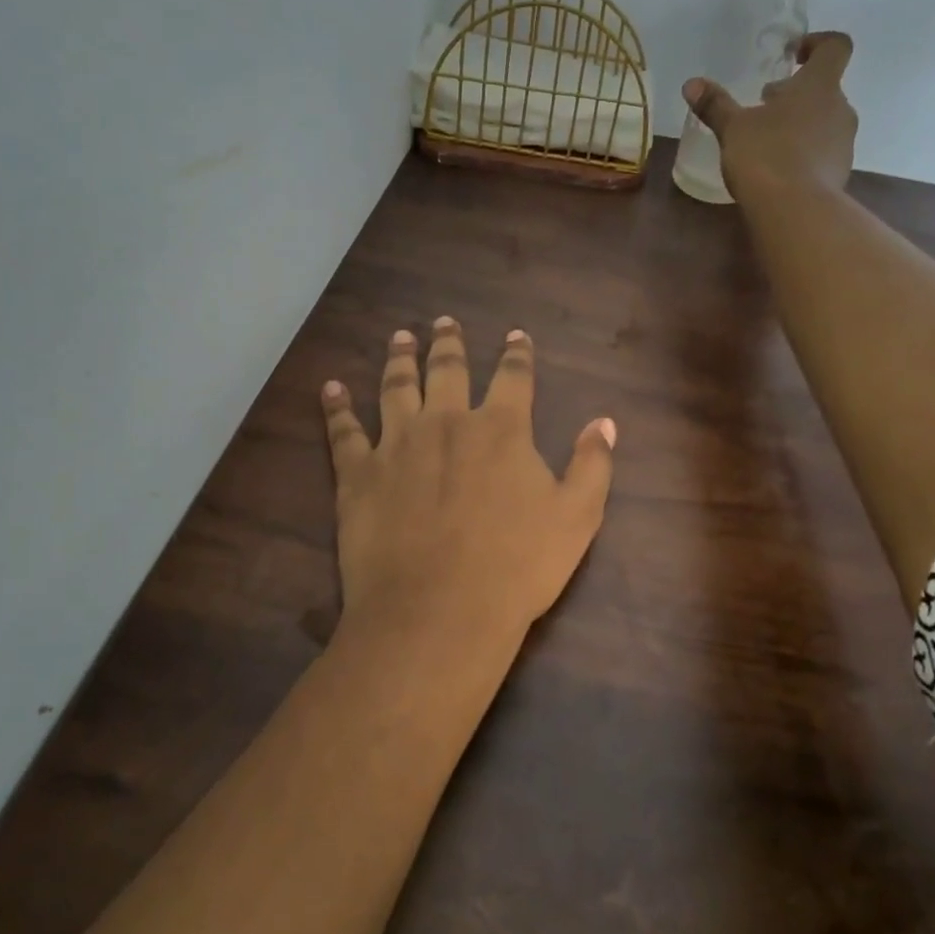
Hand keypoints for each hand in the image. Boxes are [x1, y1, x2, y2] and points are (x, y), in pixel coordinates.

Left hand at [321, 319, 615, 648]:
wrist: (439, 611)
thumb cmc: (517, 567)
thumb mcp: (577, 518)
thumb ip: (592, 465)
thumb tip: (604, 421)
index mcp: (501, 430)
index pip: (514, 377)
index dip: (517, 354)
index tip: (515, 335)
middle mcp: (447, 423)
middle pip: (447, 370)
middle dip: (449, 343)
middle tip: (443, 322)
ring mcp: (398, 445)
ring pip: (396, 387)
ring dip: (399, 359)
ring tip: (400, 337)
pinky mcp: (358, 474)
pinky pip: (343, 431)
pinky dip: (336, 407)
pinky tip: (330, 387)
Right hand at [683, 31, 858, 199]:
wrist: (795, 211)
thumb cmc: (765, 156)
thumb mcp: (733, 129)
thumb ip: (715, 105)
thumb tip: (691, 84)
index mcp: (819, 86)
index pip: (835, 47)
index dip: (817, 43)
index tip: (792, 54)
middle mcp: (840, 108)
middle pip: (824, 89)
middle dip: (796, 94)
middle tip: (765, 106)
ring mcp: (844, 143)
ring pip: (824, 122)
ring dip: (800, 125)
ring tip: (767, 142)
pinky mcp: (840, 173)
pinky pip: (823, 153)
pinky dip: (803, 154)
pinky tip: (777, 170)